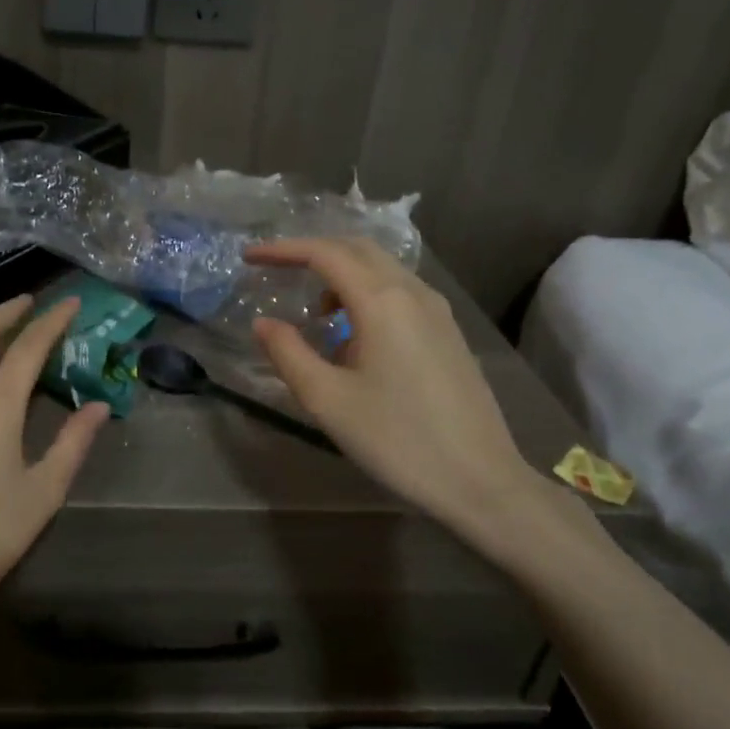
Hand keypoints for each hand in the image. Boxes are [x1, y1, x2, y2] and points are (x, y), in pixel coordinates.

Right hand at [248, 239, 542, 556]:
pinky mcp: (448, 332)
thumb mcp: (327, 400)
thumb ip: (288, 354)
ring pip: (382, 268)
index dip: (283, 250)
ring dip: (342, 273)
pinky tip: (354, 333)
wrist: (479, 479)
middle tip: (278, 269)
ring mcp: (437, 311)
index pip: (325, 254)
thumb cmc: (397, 439)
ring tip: (315, 310)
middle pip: (357, 249)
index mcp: (382, 302)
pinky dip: (366, 292)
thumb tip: (264, 323)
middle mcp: (413, 293)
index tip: (250, 256)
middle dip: (313, 250)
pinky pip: (400, 291)